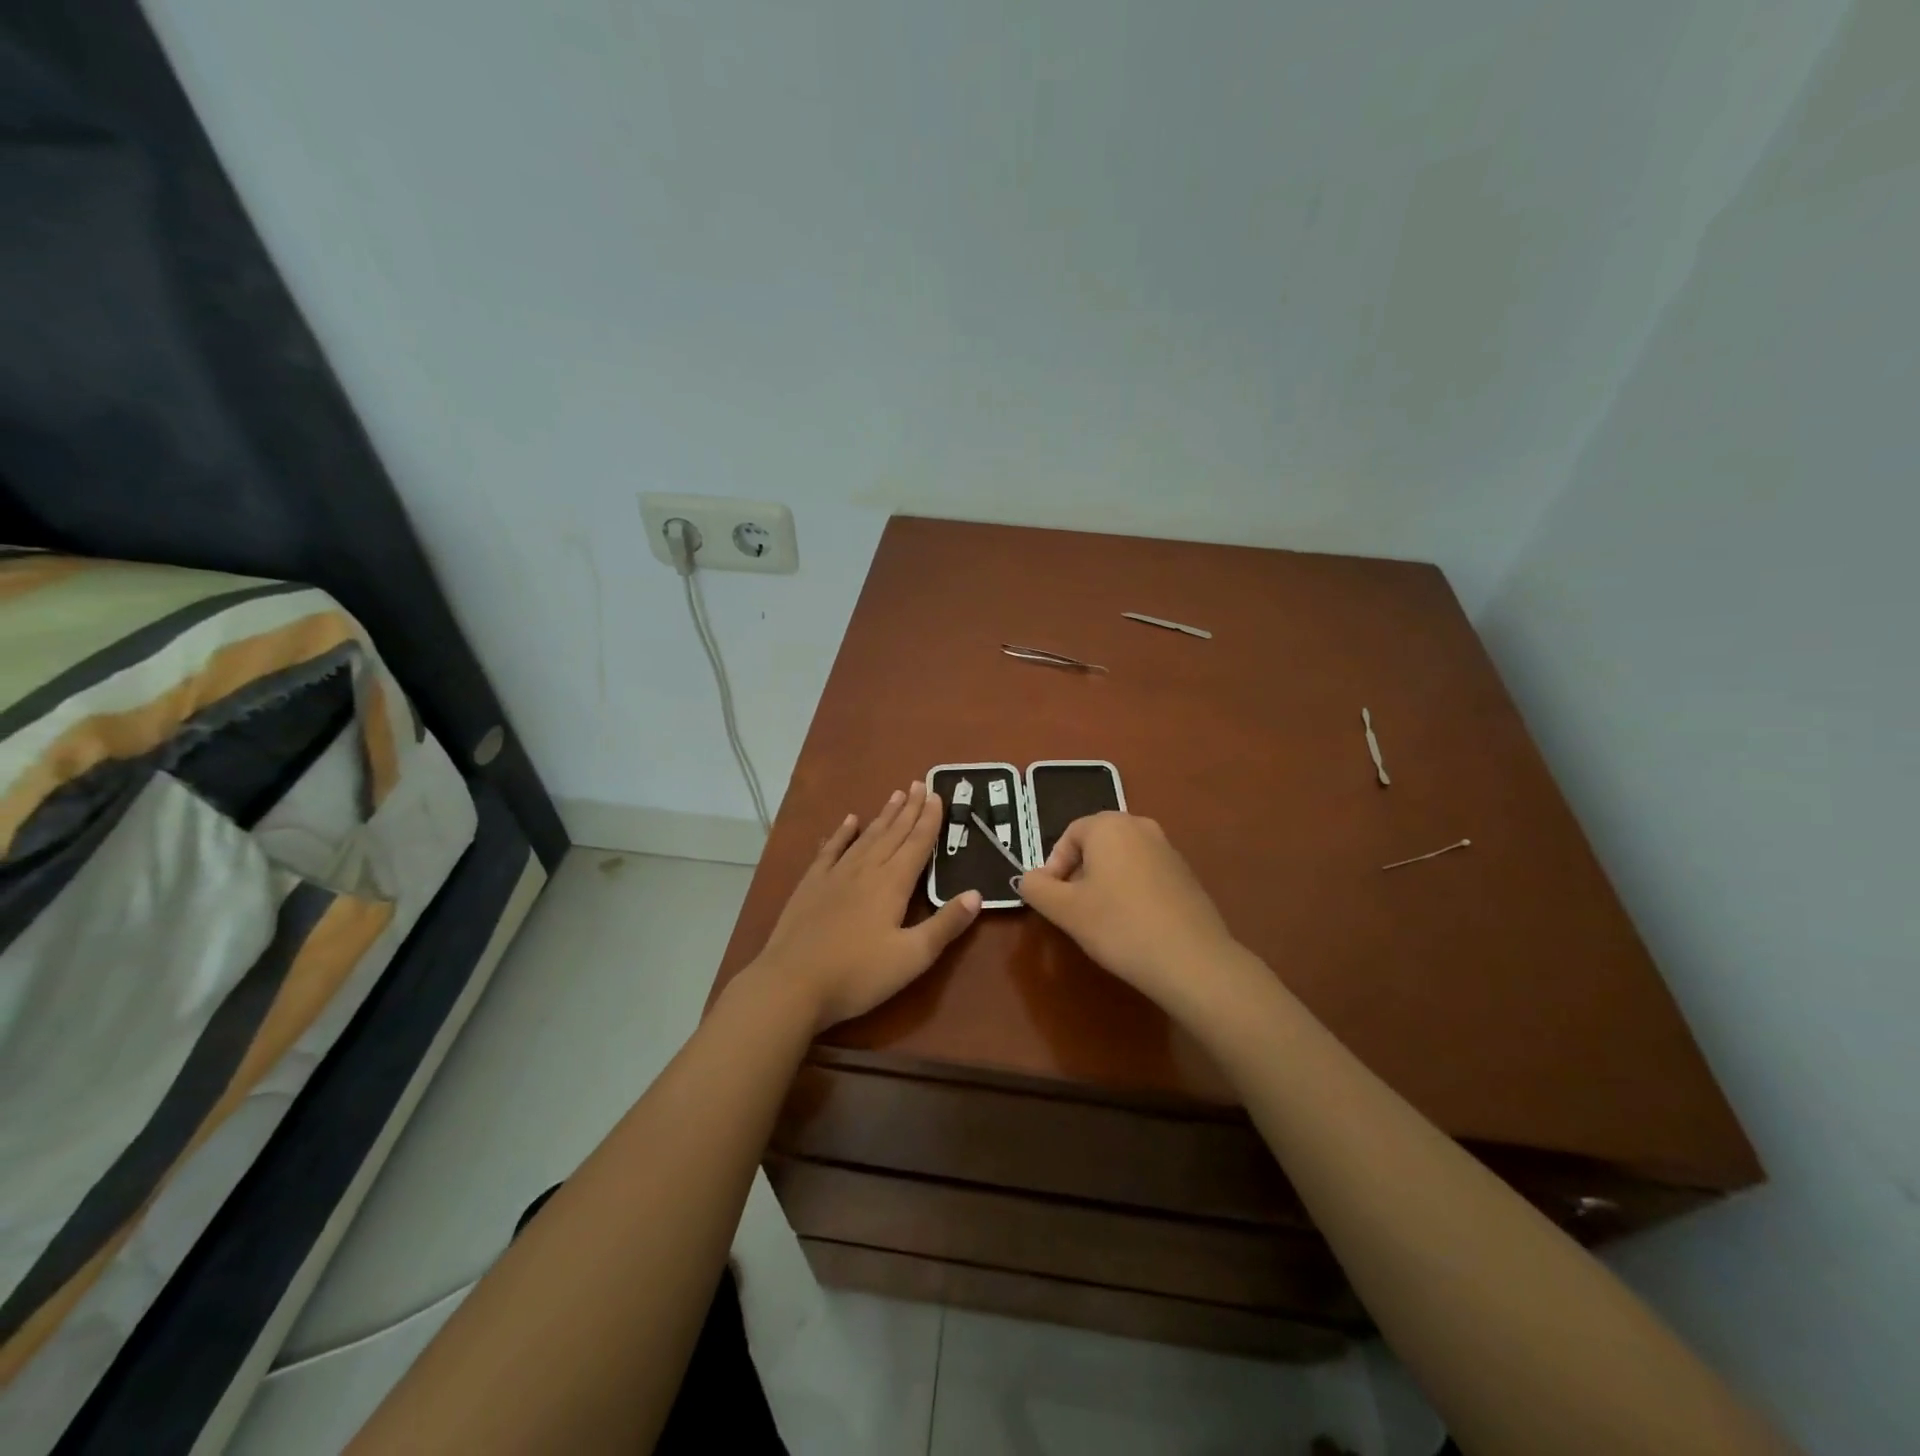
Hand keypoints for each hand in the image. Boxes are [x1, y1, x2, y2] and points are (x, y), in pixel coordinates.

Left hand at [750, 783, 981, 1029]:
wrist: (791, 983)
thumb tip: (977, 894)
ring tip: (896, 795)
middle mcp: (866, 870)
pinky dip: (841, 833)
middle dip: (910, 809)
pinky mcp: (811, 885)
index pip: (917, 844)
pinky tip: (849, 820)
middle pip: (893, 833)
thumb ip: (945, 924)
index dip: (930, 820)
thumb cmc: (858, 975)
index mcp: (893, 884)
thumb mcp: (912, 957)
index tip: (938, 795)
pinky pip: (830, 850)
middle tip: (920, 783)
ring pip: (866, 837)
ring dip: (883, 816)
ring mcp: (835, 875)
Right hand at [1015, 812, 1239, 1009]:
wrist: (1191, 959)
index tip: (1053, 899)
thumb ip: (1037, 888)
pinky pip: (1146, 874)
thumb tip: (1029, 879)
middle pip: (1096, 844)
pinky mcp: (1186, 875)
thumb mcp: (1065, 910)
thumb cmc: (1119, 926)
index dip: (1054, 866)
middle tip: (1074, 909)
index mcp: (1109, 826)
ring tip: (1102, 920)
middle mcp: (1141, 827)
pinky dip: (1131, 891)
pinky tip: (1133, 925)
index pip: (1069, 835)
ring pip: (1122, 859)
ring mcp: (1168, 849)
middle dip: (1079, 873)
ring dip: (1105, 883)